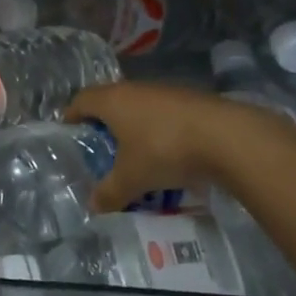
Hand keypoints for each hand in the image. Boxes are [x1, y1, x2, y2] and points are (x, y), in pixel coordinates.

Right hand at [68, 81, 295, 212]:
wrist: (226, 136)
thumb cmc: (164, 150)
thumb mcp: (132, 179)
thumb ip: (109, 193)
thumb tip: (92, 206)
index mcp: (112, 100)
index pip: (81, 100)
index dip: (72, 115)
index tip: (69, 133)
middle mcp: (134, 89)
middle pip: (110, 100)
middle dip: (104, 123)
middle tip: (102, 148)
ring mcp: (164, 91)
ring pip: (139, 106)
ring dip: (134, 126)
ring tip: (137, 154)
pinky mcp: (190, 99)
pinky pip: (163, 113)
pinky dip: (159, 129)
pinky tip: (169, 153)